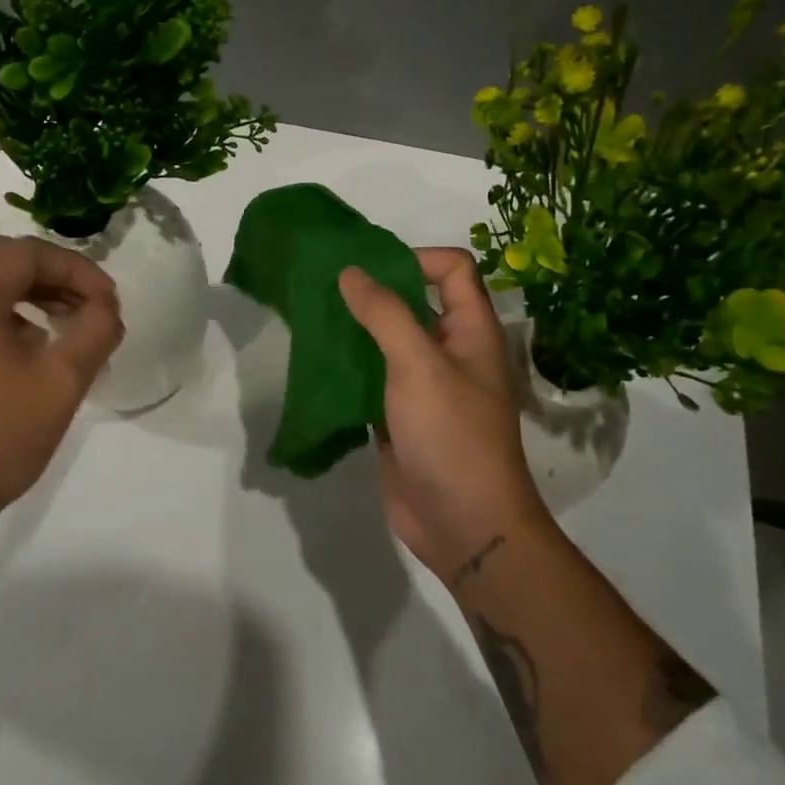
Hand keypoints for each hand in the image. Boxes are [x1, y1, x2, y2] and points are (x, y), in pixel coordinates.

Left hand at [0, 236, 123, 534]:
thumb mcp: (61, 383)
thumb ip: (95, 331)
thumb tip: (106, 308)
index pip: (29, 252)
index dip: (78, 269)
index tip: (108, 302)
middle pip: (5, 260)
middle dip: (56, 275)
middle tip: (92, 304)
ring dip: (34, 293)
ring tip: (72, 323)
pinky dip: (9, 313)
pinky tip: (36, 347)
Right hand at [339, 249, 549, 585]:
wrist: (464, 526)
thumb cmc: (451, 436)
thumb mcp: (419, 365)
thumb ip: (385, 313)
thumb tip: (351, 272)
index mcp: (471, 330)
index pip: (452, 269)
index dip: (416, 258)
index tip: (368, 269)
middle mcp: (451, 351)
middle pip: (415, 301)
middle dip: (374, 290)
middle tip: (325, 285)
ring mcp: (424, 385)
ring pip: (388, 340)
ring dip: (356, 327)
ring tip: (313, 316)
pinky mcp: (400, 415)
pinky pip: (372, 376)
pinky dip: (348, 365)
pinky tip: (316, 360)